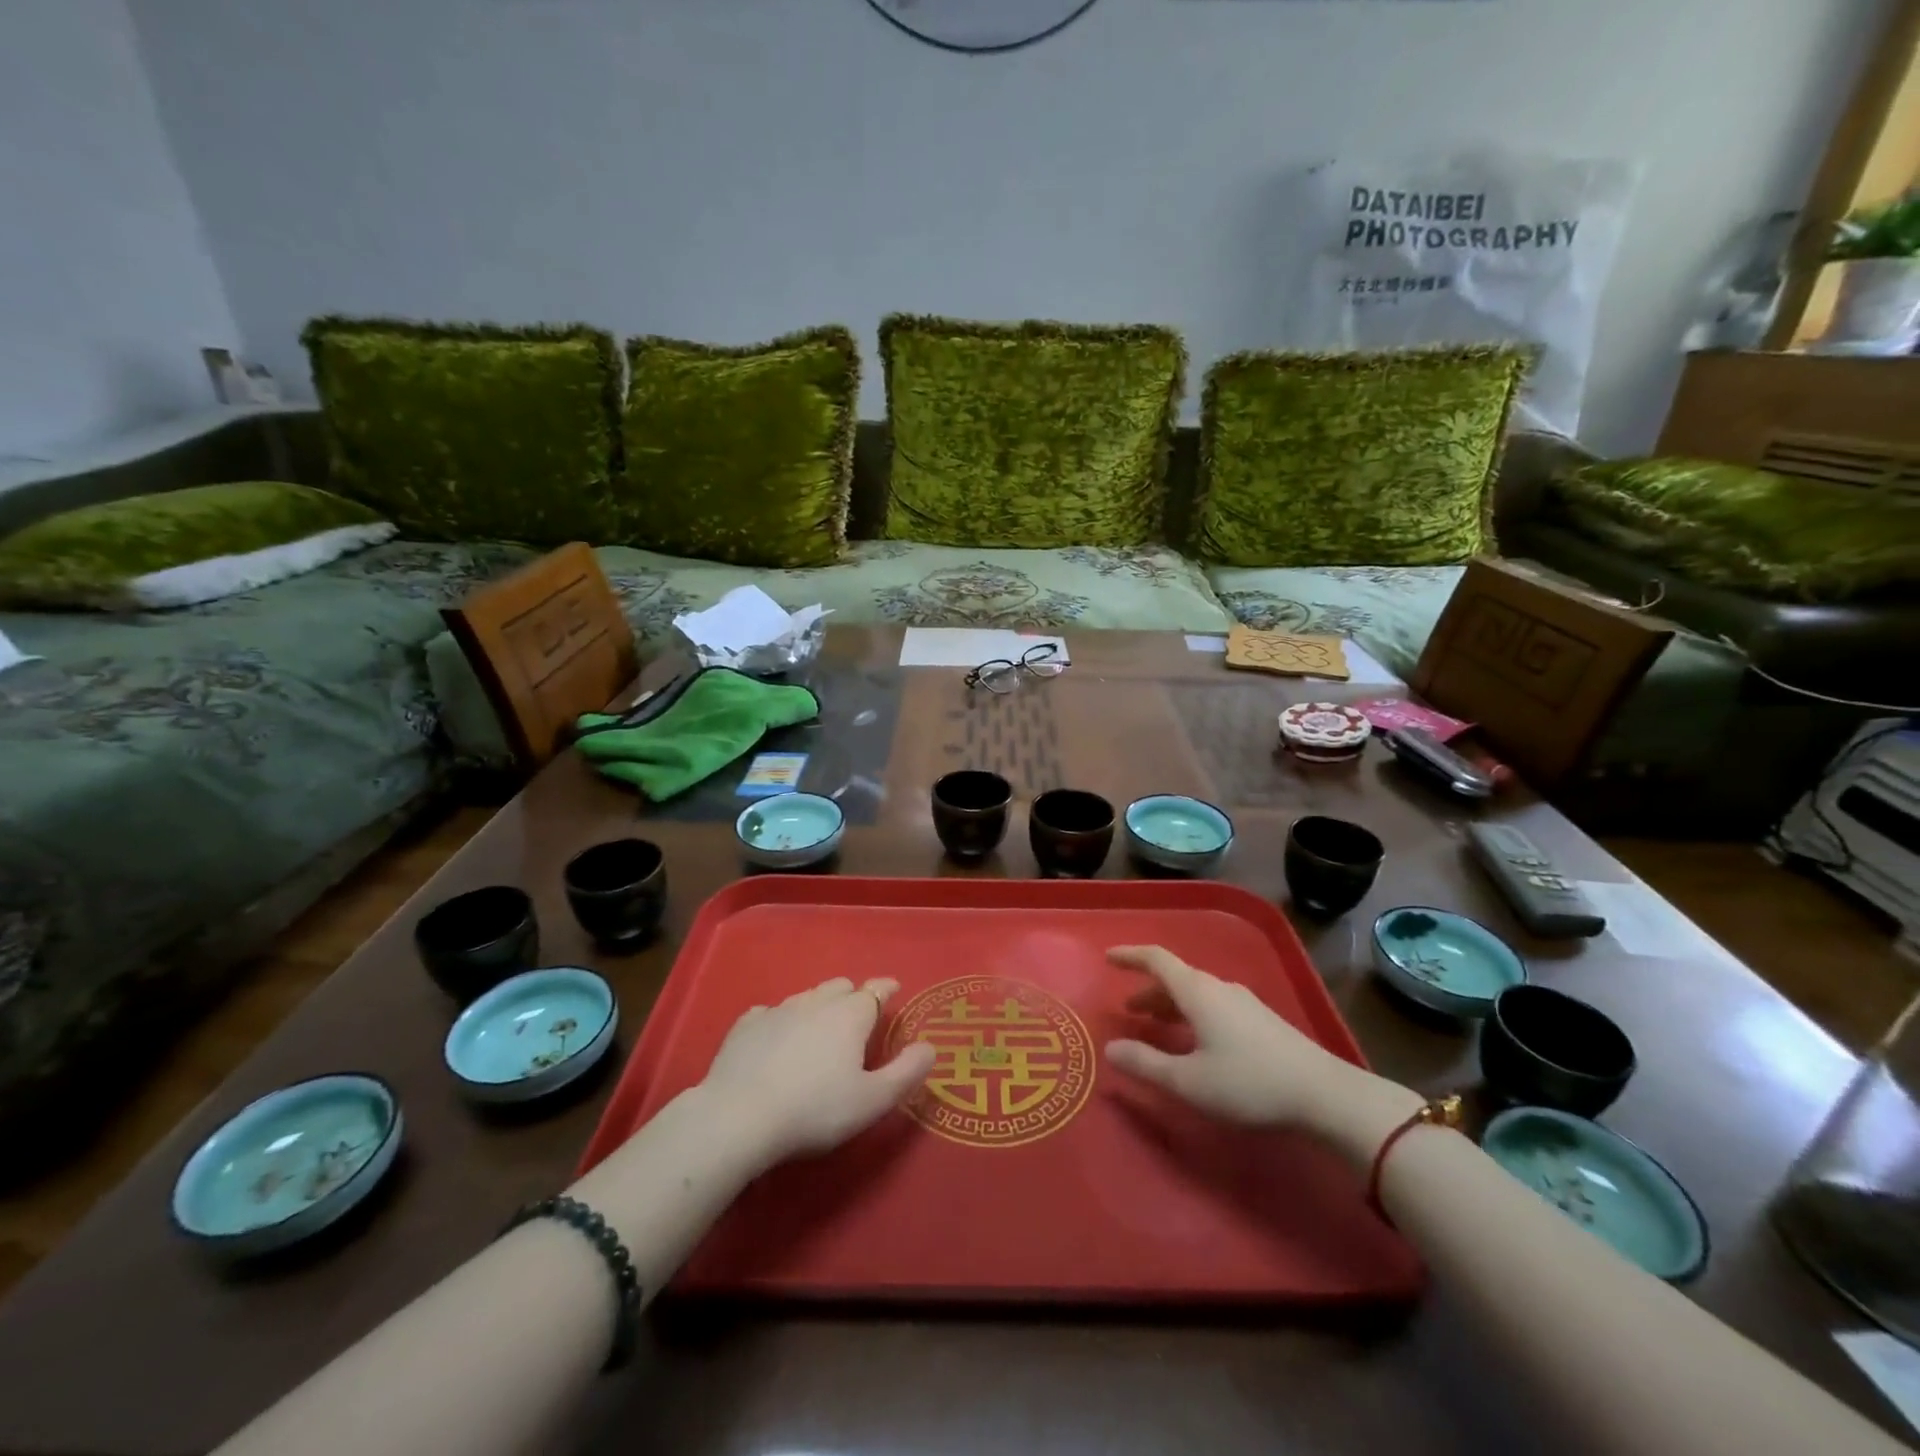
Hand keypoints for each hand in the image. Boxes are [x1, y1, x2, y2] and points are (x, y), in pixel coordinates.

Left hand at [698, 977, 936, 1166]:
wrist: (738, 1117)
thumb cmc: (814, 1111)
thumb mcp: (872, 1101)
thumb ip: (906, 1072)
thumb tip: (930, 1047)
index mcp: (850, 1015)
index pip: (875, 990)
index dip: (887, 989)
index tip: (894, 989)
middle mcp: (816, 1002)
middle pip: (840, 986)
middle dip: (852, 997)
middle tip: (857, 1021)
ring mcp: (777, 1010)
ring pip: (806, 996)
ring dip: (818, 1007)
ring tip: (819, 1032)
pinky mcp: (745, 1026)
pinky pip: (769, 1013)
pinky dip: (780, 1022)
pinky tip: (776, 1039)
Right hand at [1104, 946, 1417, 1150]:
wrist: (1326, 1096)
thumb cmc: (1249, 1084)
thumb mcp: (1188, 1081)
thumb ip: (1146, 1064)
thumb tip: (1110, 1048)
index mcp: (1197, 992)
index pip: (1156, 959)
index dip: (1130, 955)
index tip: (1108, 958)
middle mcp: (1219, 988)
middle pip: (1176, 978)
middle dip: (1148, 991)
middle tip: (1128, 1010)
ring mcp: (1245, 1003)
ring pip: (1197, 993)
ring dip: (1171, 1005)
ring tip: (1156, 1027)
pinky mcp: (1263, 1022)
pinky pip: (1214, 1006)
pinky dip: (1192, 1015)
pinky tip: (1196, 1043)